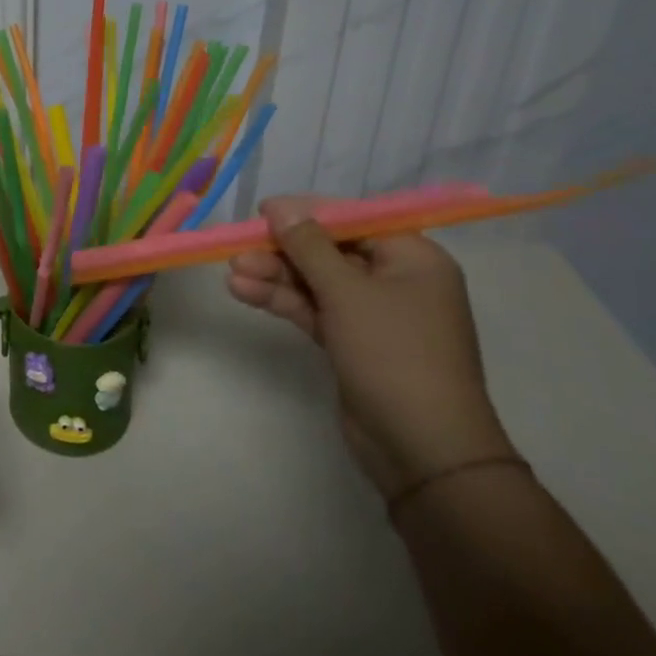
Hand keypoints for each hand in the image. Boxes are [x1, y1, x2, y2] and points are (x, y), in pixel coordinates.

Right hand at [226, 197, 516, 498]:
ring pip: (315, 282)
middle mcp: (395, 280)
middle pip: (329, 251)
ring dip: (274, 276)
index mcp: (413, 259)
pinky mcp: (352, 343)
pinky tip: (243, 292)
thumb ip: (309, 246)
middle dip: (282, 250)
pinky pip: (313, 309)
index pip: (354, 220)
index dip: (307, 213)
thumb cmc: (395, 355)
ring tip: (231, 273)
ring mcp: (372, 314)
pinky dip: (282, 301)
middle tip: (237, 247)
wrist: (423, 449)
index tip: (262, 211)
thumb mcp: (347, 292)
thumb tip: (280, 207)